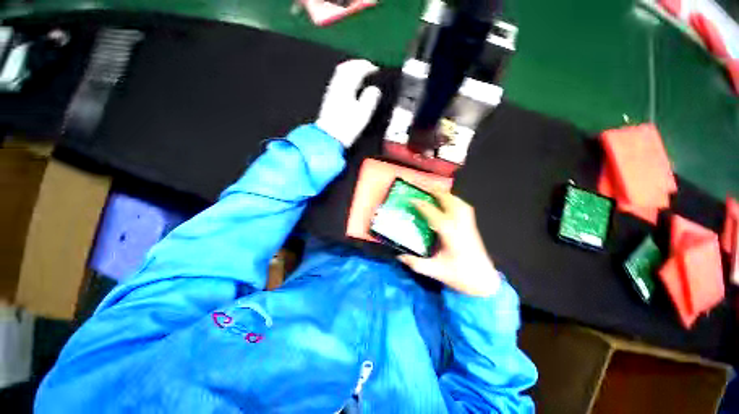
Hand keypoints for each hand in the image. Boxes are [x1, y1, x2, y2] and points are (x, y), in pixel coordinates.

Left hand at [316, 60, 381, 147]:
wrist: (329, 137)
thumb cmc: (346, 127)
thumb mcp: (363, 114)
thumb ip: (370, 99)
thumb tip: (374, 90)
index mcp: (346, 88)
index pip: (356, 69)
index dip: (367, 66)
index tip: (375, 69)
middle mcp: (337, 87)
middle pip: (345, 67)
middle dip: (357, 64)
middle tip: (367, 67)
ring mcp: (331, 92)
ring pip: (340, 74)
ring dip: (351, 70)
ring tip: (360, 75)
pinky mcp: (329, 99)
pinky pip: (338, 81)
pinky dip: (346, 78)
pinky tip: (350, 86)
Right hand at [398, 189, 500, 296]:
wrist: (484, 282)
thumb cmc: (460, 276)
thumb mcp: (435, 271)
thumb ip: (416, 264)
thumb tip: (399, 257)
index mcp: (450, 235)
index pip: (434, 214)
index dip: (422, 205)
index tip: (412, 199)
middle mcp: (461, 226)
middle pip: (450, 203)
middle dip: (436, 193)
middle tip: (424, 188)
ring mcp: (469, 225)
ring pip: (459, 203)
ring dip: (447, 195)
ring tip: (436, 193)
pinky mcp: (472, 228)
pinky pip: (464, 208)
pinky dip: (456, 201)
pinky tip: (450, 204)